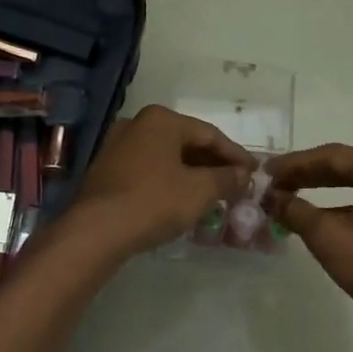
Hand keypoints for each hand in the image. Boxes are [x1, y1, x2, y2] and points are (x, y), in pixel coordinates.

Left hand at [69, 105, 256, 257]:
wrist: (97, 231)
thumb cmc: (154, 202)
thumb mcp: (200, 191)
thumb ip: (227, 179)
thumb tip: (244, 175)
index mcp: (161, 119)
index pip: (210, 134)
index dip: (236, 155)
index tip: (255, 172)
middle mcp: (137, 124)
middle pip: (186, 142)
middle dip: (213, 164)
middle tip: (237, 183)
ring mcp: (117, 146)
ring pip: (167, 157)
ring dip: (192, 174)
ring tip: (214, 193)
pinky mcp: (107, 171)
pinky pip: (149, 170)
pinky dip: (170, 181)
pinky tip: (183, 200)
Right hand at [265, 144, 352, 338]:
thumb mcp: (327, 237)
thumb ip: (295, 210)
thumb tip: (270, 198)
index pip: (334, 156)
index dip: (295, 163)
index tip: (266, 172)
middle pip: (346, 166)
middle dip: (307, 173)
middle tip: (273, 182)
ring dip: (322, 188)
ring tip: (289, 195)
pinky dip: (340, 205)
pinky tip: (316, 217)